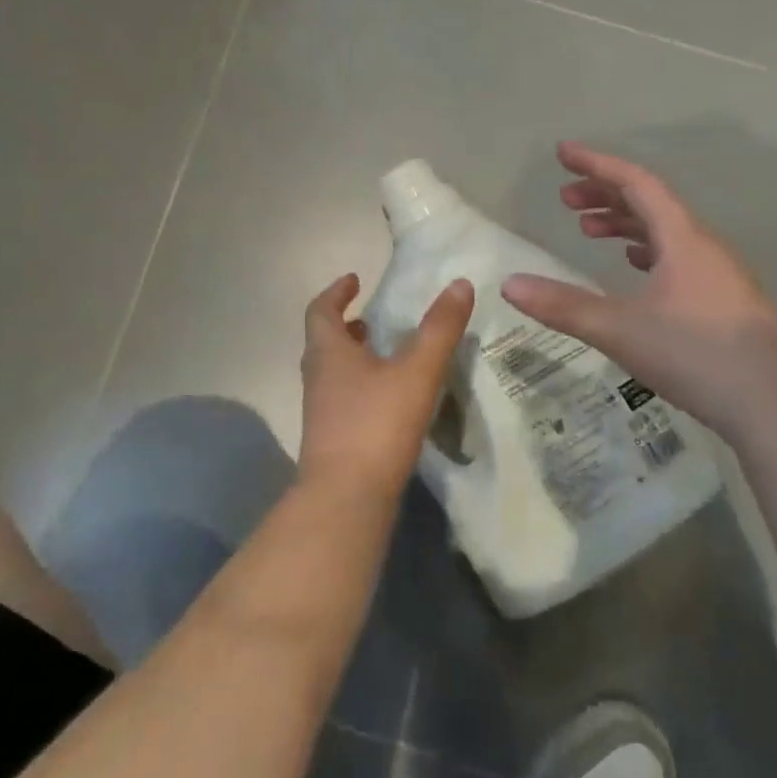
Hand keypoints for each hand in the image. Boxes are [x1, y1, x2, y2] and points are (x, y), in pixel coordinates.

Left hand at [298, 273, 474, 492]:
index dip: (336, 292)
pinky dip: (361, 385)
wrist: (346, 498)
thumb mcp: (416, 371)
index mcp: (329, 353)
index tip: (354, 279)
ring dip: (353, 356)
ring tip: (384, 353)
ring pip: (333, 372)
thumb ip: (440, 329)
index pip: (320, 310)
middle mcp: (317, 377)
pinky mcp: (332, 438)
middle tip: (371, 317)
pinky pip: (343, 398)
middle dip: (346, 325)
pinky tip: (389, 398)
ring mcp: (321, 411)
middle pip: (324, 341)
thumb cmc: (376, 424)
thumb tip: (460, 284)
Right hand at [501, 143, 776, 435]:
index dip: (596, 164)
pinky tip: (635, 269)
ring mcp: (719, 274)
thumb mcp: (620, 329)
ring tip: (589, 231)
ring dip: (625, 224)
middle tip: (566, 201)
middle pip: (651, 203)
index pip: (636, 182)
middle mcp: (704, 246)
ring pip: (666, 232)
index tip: (562, 153)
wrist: (775, 404)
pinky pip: (678, 257)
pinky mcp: (725, 301)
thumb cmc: (696, 354)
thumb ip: (563, 306)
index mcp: (682, 238)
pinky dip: (648, 251)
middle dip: (605, 195)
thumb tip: (509, 284)